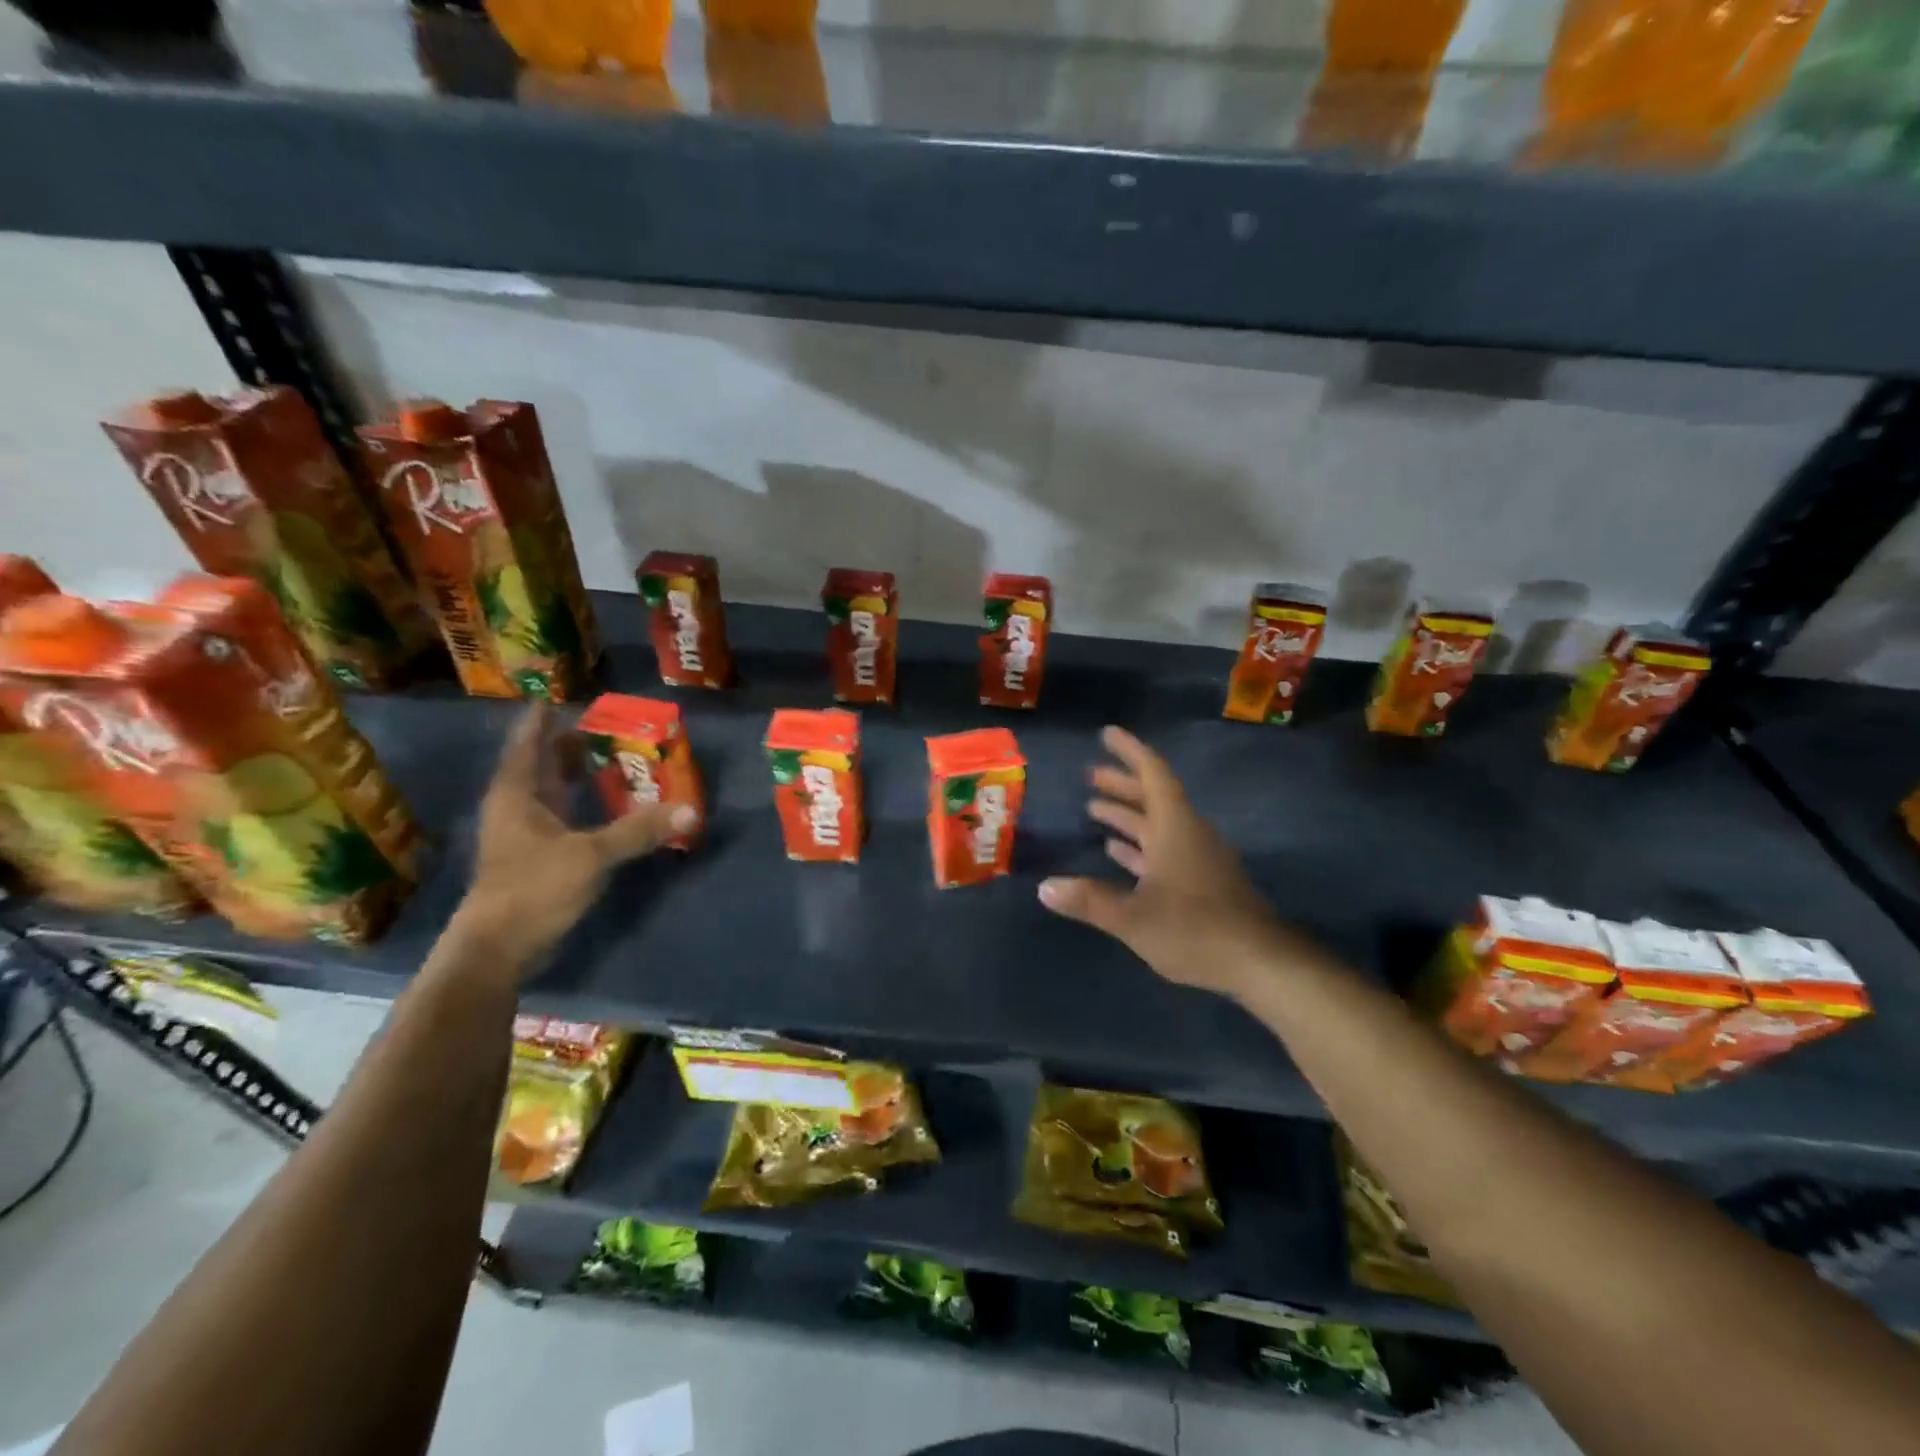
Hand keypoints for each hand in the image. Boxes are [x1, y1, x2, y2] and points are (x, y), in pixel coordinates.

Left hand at [452, 704, 696, 972]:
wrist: (498, 949)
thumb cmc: (533, 888)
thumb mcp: (591, 855)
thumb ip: (639, 830)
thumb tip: (690, 810)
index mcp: (518, 793)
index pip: (528, 743)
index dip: (542, 719)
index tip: (559, 697)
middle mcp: (517, 807)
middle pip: (543, 764)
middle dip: (570, 744)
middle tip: (606, 725)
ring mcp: (525, 833)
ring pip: (553, 791)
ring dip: (579, 774)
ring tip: (613, 756)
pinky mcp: (538, 856)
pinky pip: (564, 815)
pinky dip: (585, 804)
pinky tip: (609, 803)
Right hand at [1038, 725, 1297, 999]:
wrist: (1260, 963)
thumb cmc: (1195, 930)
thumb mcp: (1133, 918)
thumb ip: (1089, 901)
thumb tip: (1045, 887)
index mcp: (1175, 827)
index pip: (1152, 774)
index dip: (1130, 751)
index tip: (1107, 734)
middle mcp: (1187, 833)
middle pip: (1153, 797)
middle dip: (1121, 784)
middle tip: (1090, 774)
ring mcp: (1197, 858)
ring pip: (1158, 824)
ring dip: (1128, 814)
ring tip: (1094, 808)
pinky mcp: (1202, 881)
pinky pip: (1165, 849)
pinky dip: (1139, 846)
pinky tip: (1117, 852)